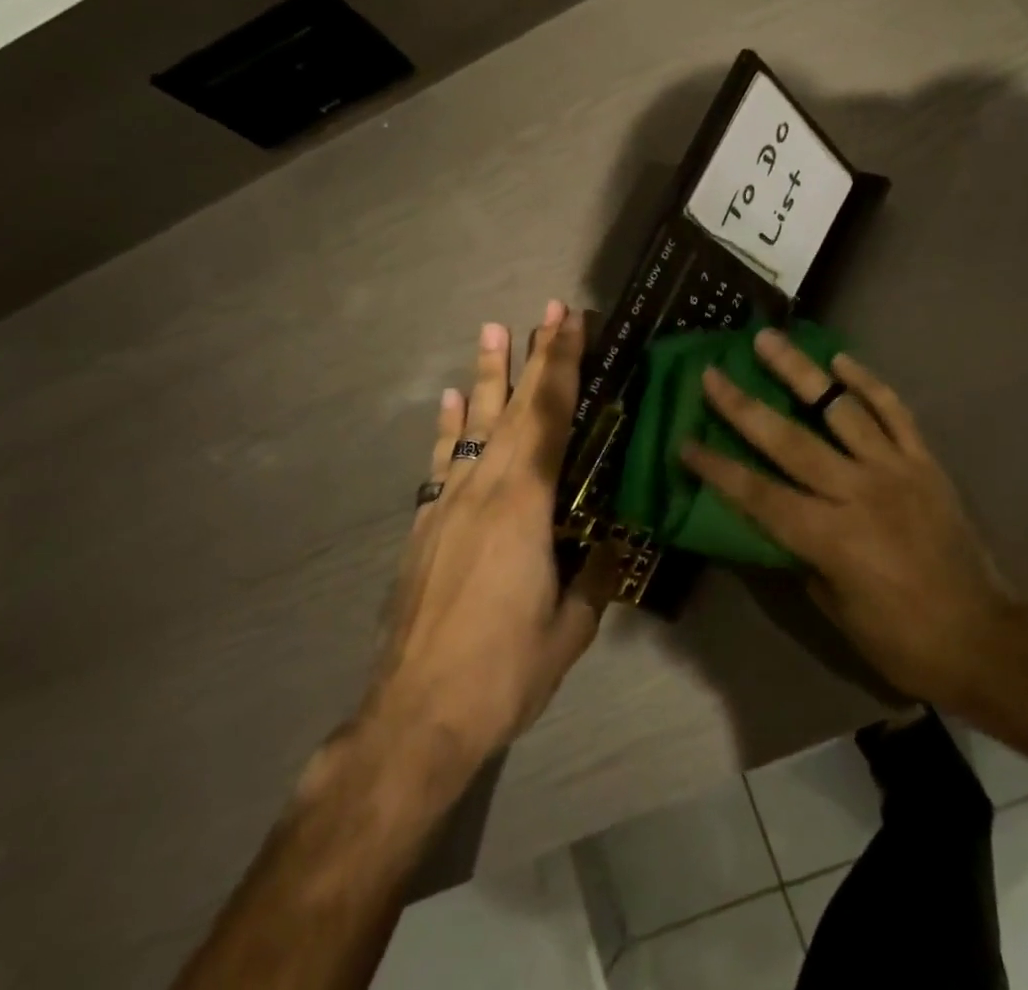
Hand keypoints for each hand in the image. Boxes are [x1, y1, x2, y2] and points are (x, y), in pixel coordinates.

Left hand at [362, 302, 614, 774]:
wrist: (413, 718)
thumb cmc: (502, 672)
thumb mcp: (569, 631)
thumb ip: (594, 578)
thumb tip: (614, 545)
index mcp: (525, 504)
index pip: (551, 417)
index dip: (563, 365)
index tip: (571, 321)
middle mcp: (485, 489)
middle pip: (515, 408)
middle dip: (535, 355)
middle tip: (547, 309)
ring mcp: (449, 504)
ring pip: (475, 425)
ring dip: (488, 376)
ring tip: (492, 331)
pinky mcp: (426, 526)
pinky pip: (444, 461)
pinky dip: (451, 427)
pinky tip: (453, 403)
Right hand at [680, 328, 1025, 713]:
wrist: (984, 638)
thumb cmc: (901, 641)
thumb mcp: (835, 608)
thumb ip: (800, 554)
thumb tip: (776, 516)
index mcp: (830, 538)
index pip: (759, 495)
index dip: (718, 469)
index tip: (685, 442)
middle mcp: (858, 493)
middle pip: (789, 440)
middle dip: (744, 405)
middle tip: (713, 372)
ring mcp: (894, 470)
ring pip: (839, 409)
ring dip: (800, 372)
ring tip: (770, 340)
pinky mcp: (924, 461)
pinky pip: (893, 411)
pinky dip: (867, 382)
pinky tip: (840, 359)